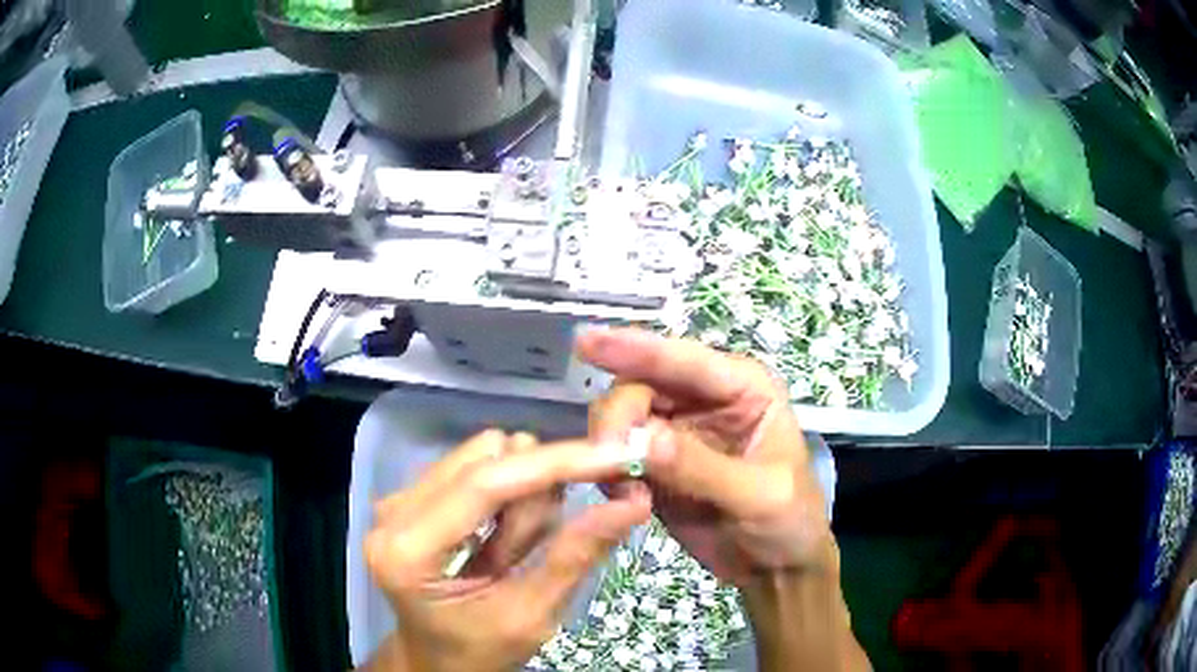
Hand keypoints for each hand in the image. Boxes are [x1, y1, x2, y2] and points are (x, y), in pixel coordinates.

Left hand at [365, 430, 650, 671]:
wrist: (435, 659)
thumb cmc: (479, 650)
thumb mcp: (531, 617)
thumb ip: (576, 556)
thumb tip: (634, 500)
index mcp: (407, 551)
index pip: (485, 484)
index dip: (555, 464)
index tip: (616, 455)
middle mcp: (393, 511)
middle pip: (487, 457)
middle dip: (536, 493)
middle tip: (545, 545)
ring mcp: (399, 498)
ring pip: (487, 455)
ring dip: (522, 497)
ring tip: (515, 552)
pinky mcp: (414, 493)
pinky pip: (478, 466)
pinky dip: (509, 496)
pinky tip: (502, 538)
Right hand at [579, 328, 834, 584]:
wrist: (775, 570)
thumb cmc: (790, 521)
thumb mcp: (760, 495)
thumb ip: (702, 467)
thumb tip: (641, 440)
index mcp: (742, 388)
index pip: (684, 360)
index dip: (634, 347)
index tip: (586, 342)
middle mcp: (703, 400)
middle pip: (640, 384)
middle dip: (618, 416)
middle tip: (610, 458)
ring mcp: (675, 432)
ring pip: (621, 418)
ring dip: (609, 447)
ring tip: (626, 491)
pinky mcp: (654, 466)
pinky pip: (615, 455)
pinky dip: (609, 473)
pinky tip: (626, 500)